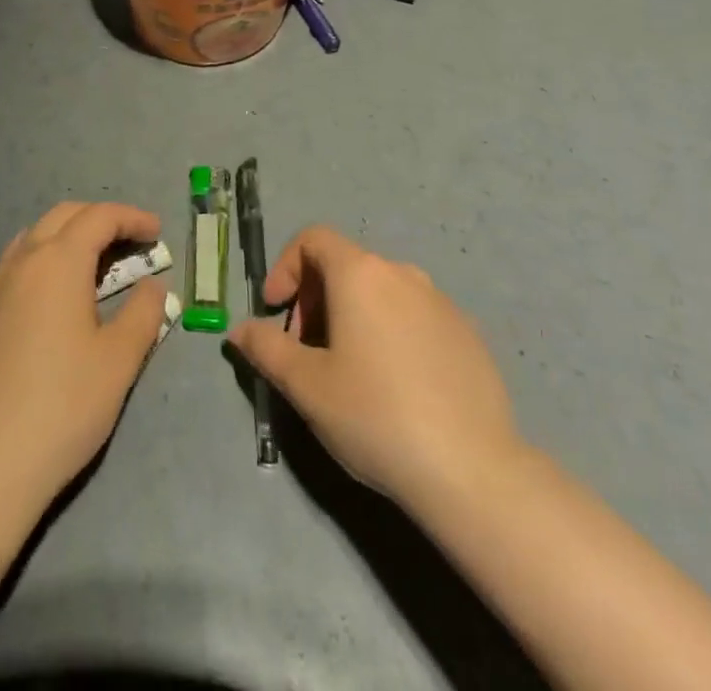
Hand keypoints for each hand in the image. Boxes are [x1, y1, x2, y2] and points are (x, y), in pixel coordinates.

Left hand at [0, 202, 168, 510]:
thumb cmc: (62, 407)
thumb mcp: (119, 361)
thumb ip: (144, 314)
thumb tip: (154, 287)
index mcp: (58, 262)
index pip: (99, 217)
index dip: (132, 218)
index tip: (157, 233)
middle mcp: (22, 262)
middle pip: (64, 216)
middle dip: (101, 219)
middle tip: (131, 243)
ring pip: (35, 237)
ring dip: (69, 237)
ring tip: (95, 265)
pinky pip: (16, 266)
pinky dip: (44, 261)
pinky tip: (55, 299)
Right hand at [228, 226, 526, 513]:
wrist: (472, 470)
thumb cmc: (375, 415)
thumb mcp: (306, 385)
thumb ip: (266, 348)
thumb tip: (239, 330)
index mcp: (361, 274)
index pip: (313, 239)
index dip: (285, 267)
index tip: (275, 310)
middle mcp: (402, 273)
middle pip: (345, 265)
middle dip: (315, 298)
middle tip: (305, 351)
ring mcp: (440, 302)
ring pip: (381, 292)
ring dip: (351, 316)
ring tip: (347, 371)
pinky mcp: (467, 333)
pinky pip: (414, 317)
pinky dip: (390, 333)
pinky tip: (394, 387)